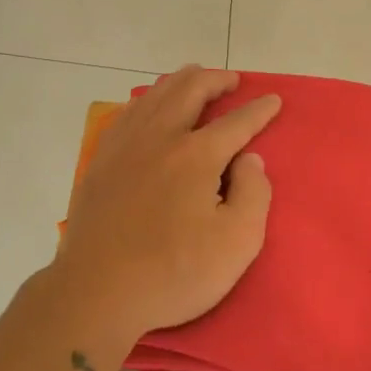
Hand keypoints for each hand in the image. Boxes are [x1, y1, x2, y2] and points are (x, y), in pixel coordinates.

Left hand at [51, 67, 279, 356]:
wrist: (98, 293)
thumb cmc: (175, 273)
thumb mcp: (238, 243)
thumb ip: (254, 194)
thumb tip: (249, 160)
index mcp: (197, 156)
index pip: (236, 122)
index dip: (258, 110)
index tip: (273, 100)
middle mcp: (160, 139)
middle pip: (189, 92)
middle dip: (215, 80)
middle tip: (231, 79)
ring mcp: (124, 148)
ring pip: (153, 96)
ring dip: (179, 82)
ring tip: (192, 77)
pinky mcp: (100, 163)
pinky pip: (125, 115)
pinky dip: (144, 100)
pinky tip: (147, 105)